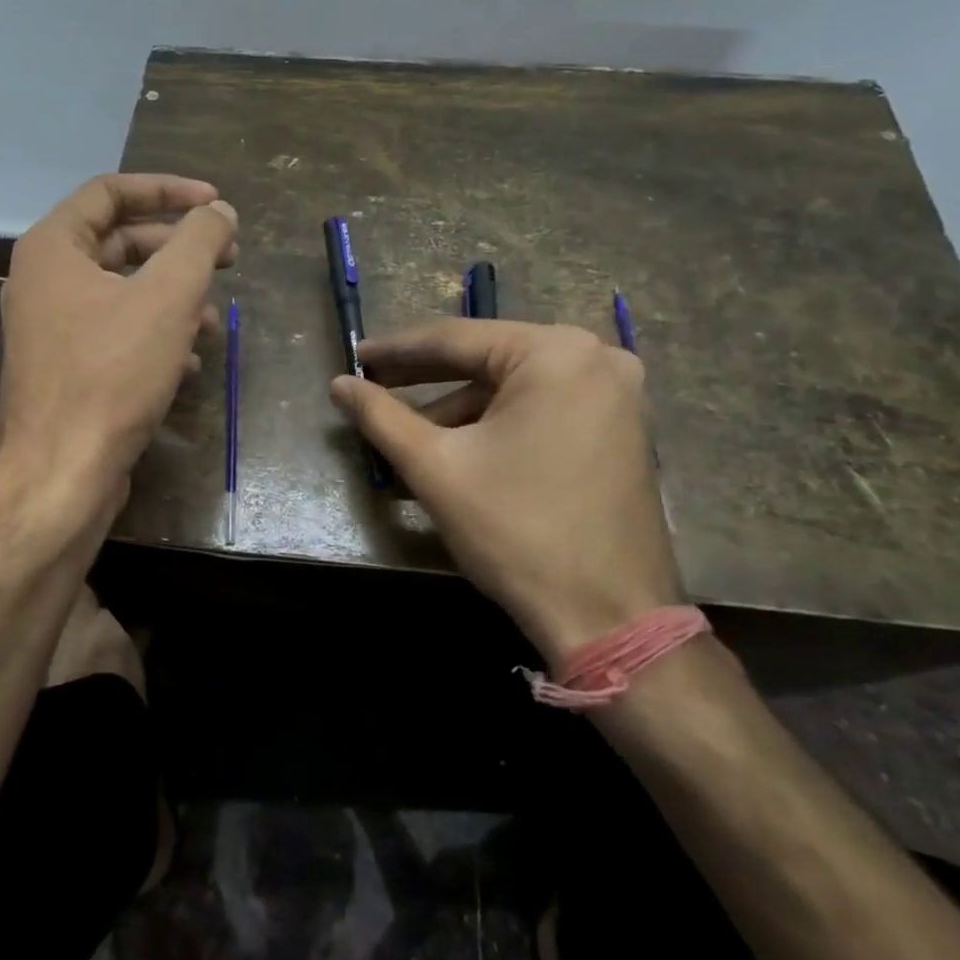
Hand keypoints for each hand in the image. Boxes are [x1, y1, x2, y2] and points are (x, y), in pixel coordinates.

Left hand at [0, 173, 236, 527]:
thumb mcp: (167, 296)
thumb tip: (220, 212)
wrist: (62, 476)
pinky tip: (190, 363)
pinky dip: (155, 336)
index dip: (168, 190)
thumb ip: (199, 241)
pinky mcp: (65, 370)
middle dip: (178, 249)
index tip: (217, 205)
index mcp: (52, 249)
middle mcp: (43, 281)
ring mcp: (51, 329)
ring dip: (173, 297)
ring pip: (123, 292)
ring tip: (213, 321)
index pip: (111, 192)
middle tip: (228, 258)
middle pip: (120, 242)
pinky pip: (116, 334)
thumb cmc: (112, 374)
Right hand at [330, 319, 681, 664]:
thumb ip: (381, 416)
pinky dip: (496, 424)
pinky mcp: (620, 428)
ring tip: (407, 435)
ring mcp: (616, 394)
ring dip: (458, 409)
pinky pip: (541, 409)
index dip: (397, 349)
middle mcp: (595, 358)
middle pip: (487, 360)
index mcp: (555, 353)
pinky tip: (456, 450)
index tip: (355, 357)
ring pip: (513, 388)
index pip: (457, 338)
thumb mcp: (436, 468)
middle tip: (373, 385)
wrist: (611, 620)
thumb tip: (338, 384)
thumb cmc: (518, 532)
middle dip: (426, 379)